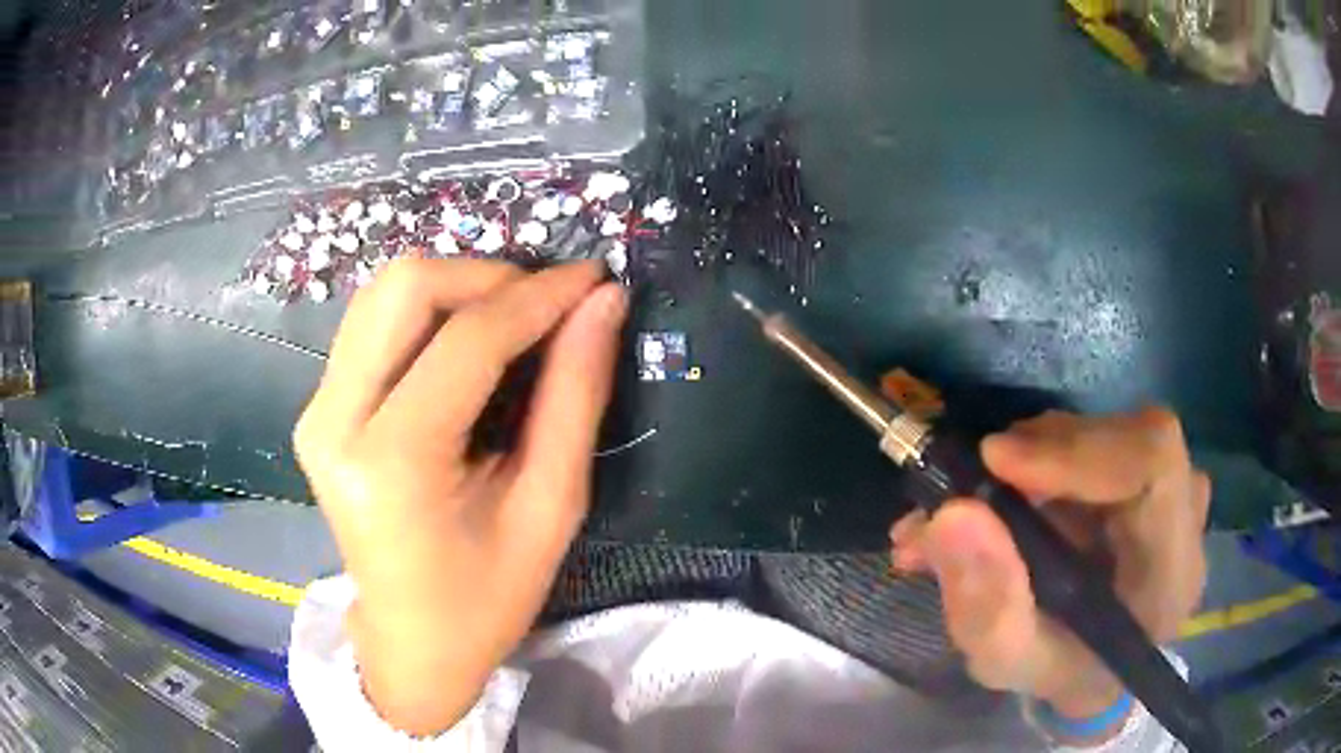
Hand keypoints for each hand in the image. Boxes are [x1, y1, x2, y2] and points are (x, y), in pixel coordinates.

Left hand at [294, 258, 626, 734]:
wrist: (410, 642)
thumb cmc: (486, 598)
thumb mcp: (550, 508)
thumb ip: (575, 396)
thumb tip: (603, 303)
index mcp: (392, 462)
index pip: (467, 339)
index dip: (538, 296)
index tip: (592, 278)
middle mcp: (334, 421)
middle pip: (405, 287)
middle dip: (487, 278)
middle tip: (546, 307)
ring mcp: (316, 411)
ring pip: (383, 294)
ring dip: (457, 290)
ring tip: (513, 323)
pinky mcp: (317, 409)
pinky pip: (372, 325)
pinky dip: (428, 315)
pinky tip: (467, 347)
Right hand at [889, 408, 1208, 733]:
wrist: (1092, 665)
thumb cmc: (1058, 670)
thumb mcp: (1009, 661)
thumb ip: (987, 605)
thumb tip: (951, 514)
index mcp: (1172, 571)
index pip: (1152, 464)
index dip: (1080, 448)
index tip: (998, 463)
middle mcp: (1185, 514)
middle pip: (1127, 439)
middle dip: (1043, 454)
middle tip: (968, 487)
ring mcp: (1174, 485)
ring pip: (1105, 432)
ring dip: (1033, 457)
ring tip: (969, 505)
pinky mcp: (1148, 471)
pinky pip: (1098, 440)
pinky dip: (1041, 459)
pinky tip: (1001, 497)